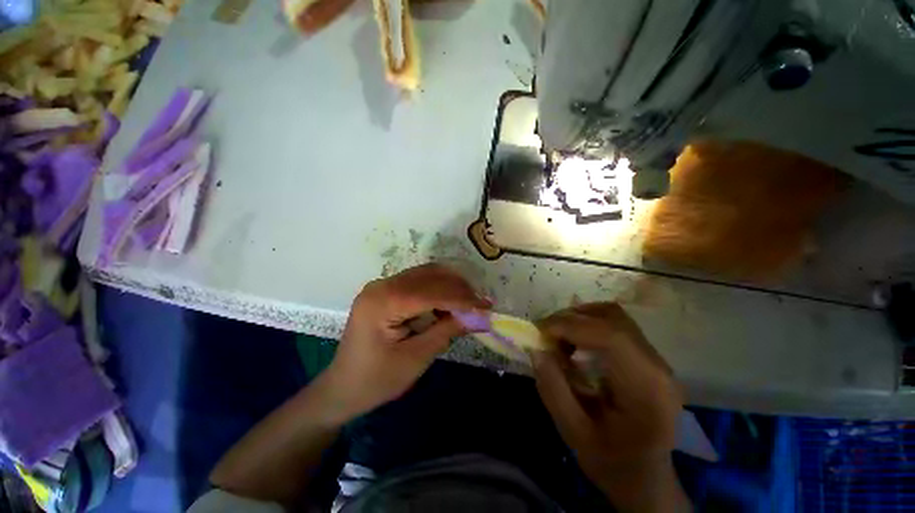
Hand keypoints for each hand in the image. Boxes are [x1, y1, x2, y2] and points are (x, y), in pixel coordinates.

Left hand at [317, 264, 488, 424]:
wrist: (342, 388)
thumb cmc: (377, 380)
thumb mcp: (417, 358)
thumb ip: (448, 331)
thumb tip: (480, 317)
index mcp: (384, 301)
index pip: (432, 291)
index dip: (462, 298)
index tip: (487, 306)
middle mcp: (382, 285)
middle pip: (430, 276)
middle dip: (459, 289)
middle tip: (480, 305)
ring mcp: (382, 285)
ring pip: (425, 274)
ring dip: (450, 286)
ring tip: (469, 303)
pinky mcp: (386, 291)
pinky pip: (418, 282)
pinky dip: (438, 289)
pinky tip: (449, 304)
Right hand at [532, 303, 685, 509]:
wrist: (647, 480)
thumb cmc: (613, 464)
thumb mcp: (574, 434)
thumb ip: (553, 389)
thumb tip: (536, 349)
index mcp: (646, 391)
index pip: (611, 337)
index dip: (570, 326)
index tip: (540, 333)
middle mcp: (658, 367)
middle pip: (613, 318)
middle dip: (571, 319)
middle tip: (545, 335)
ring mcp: (656, 360)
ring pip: (614, 316)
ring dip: (579, 318)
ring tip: (558, 338)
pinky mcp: (647, 358)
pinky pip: (615, 326)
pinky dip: (588, 325)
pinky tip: (575, 344)